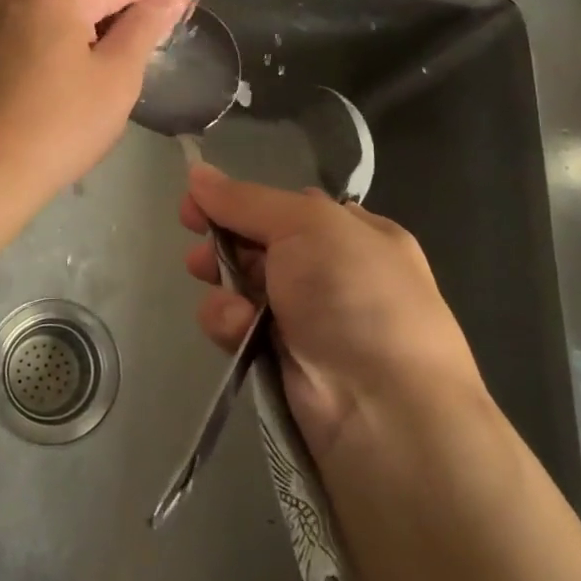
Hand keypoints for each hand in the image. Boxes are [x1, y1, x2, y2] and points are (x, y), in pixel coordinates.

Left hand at [0, 0, 186, 205]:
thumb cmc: (60, 126)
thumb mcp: (116, 77)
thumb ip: (144, 28)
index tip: (186, 10)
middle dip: (122, 14)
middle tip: (156, 45)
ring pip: (57, 16)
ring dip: (91, 33)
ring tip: (119, 65)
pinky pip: (34, 36)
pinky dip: (61, 47)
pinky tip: (75, 78)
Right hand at [180, 164, 486, 461]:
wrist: (383, 409)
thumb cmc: (354, 295)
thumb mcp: (306, 226)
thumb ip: (245, 200)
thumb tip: (196, 171)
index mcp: (354, 234)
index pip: (286, 207)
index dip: (240, 202)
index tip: (197, 201)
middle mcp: (334, 273)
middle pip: (260, 245)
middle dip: (223, 243)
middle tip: (197, 246)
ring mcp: (309, 319)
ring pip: (243, 286)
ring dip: (224, 285)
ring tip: (219, 291)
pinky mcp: (283, 360)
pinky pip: (240, 326)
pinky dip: (231, 322)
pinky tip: (238, 329)